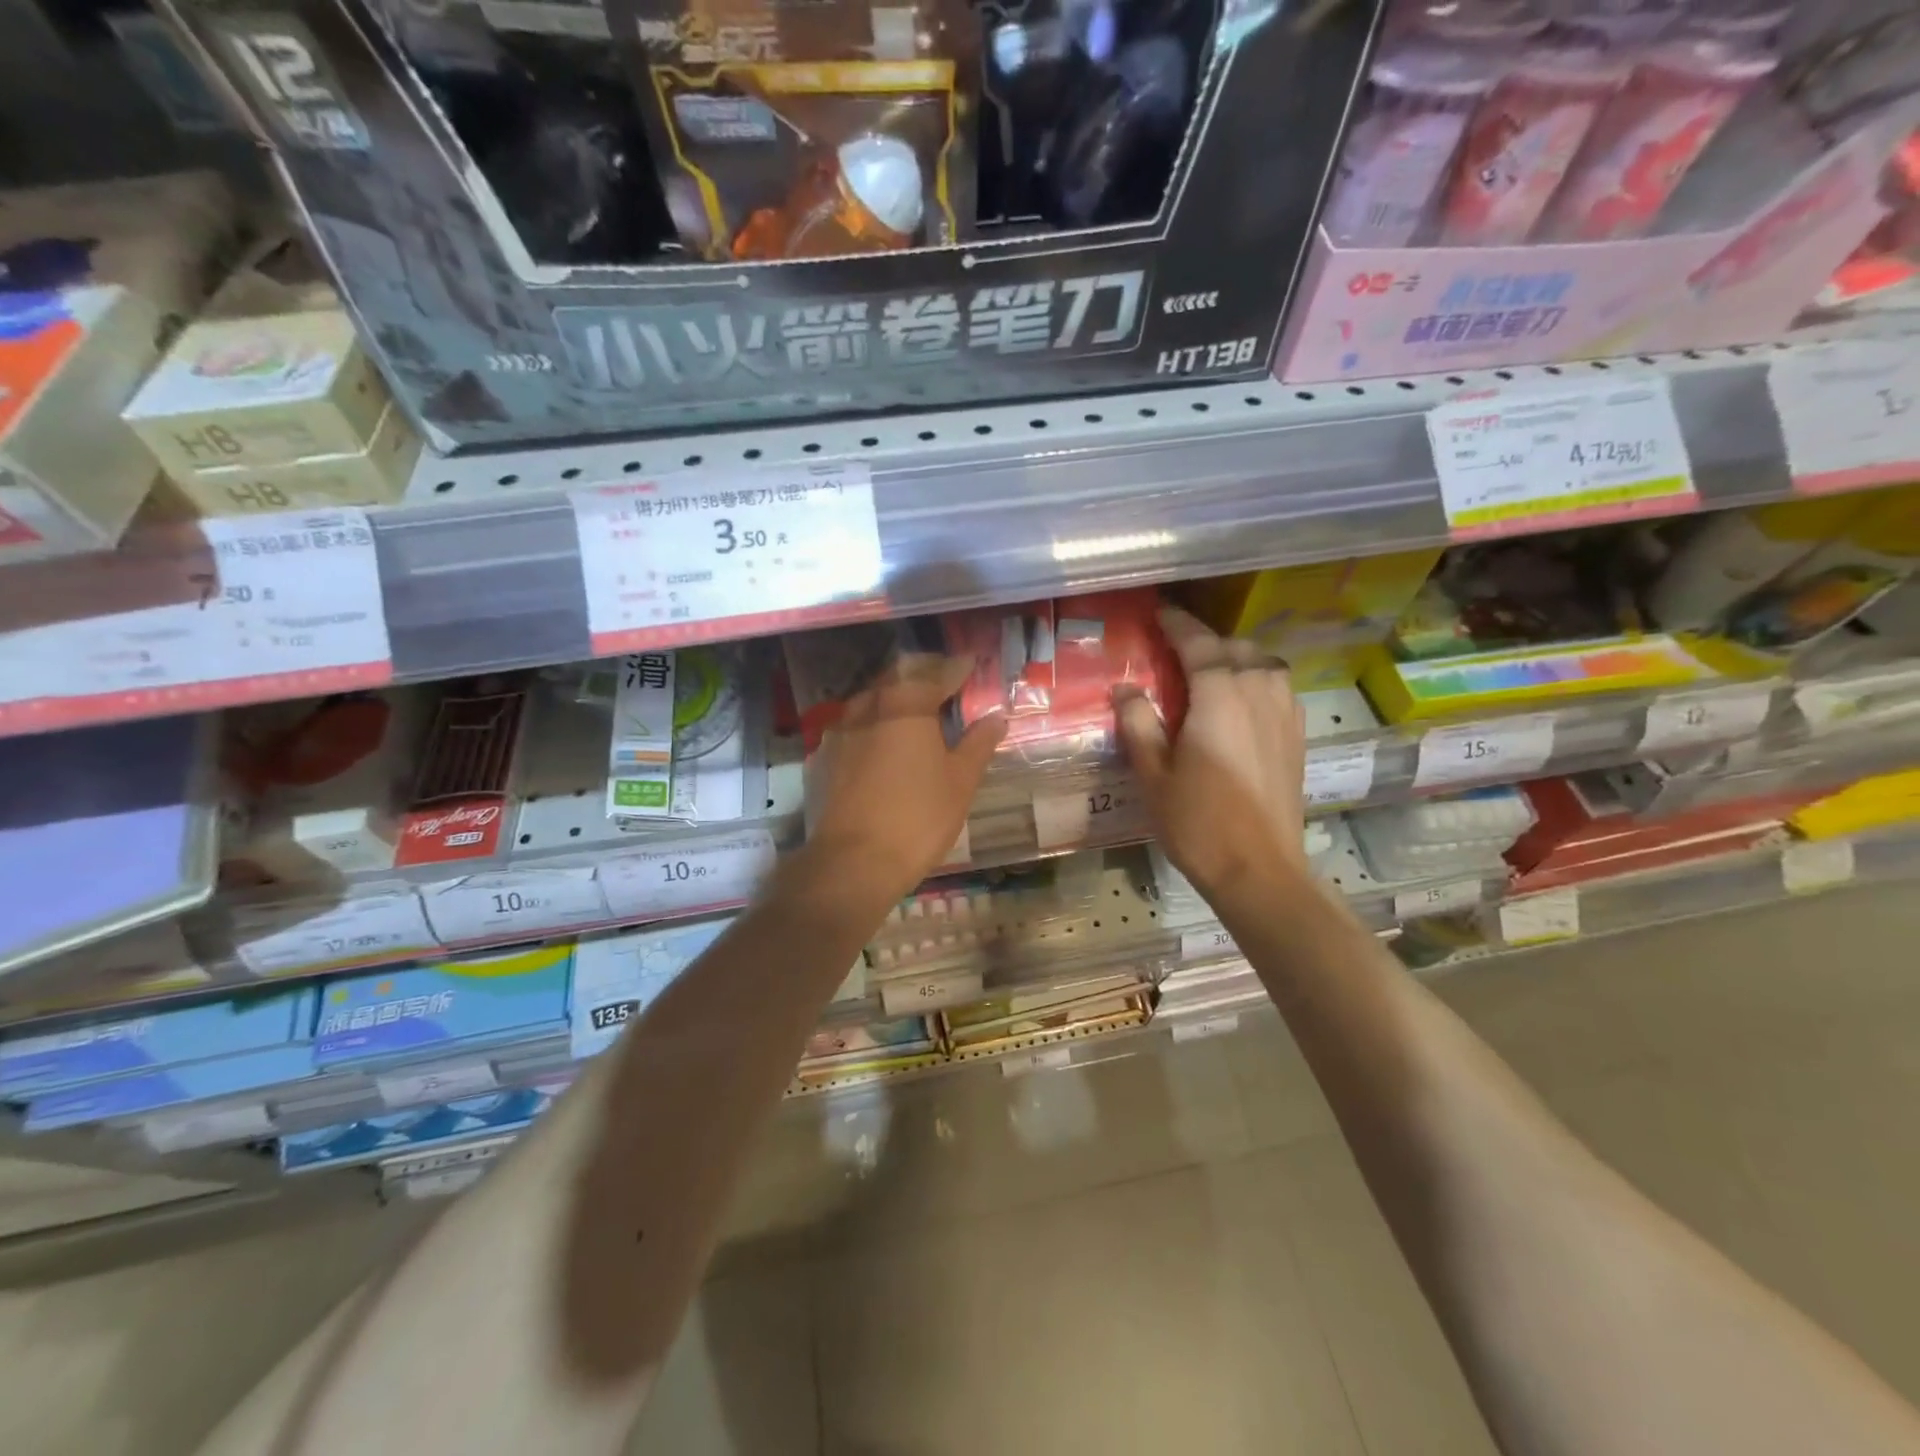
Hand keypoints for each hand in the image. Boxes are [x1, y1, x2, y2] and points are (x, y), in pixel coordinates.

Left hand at [804, 654, 1006, 906]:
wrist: (853, 861)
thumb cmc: (918, 817)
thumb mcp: (960, 781)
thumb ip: (978, 744)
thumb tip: (996, 717)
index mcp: (906, 704)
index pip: (936, 674)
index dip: (956, 668)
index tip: (971, 664)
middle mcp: (869, 706)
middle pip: (898, 678)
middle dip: (923, 676)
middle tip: (944, 682)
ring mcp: (840, 731)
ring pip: (871, 700)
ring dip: (894, 697)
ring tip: (914, 709)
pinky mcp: (824, 757)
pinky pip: (853, 726)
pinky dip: (872, 723)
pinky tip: (881, 740)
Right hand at [1116, 607, 1308, 901]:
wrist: (1260, 869)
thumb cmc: (1197, 822)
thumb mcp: (1152, 774)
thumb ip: (1138, 723)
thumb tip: (1126, 688)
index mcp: (1219, 695)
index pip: (1198, 643)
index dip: (1177, 624)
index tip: (1159, 612)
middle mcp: (1258, 691)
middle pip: (1234, 647)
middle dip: (1205, 641)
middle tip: (1175, 650)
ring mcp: (1285, 712)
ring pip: (1263, 663)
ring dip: (1235, 657)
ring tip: (1209, 671)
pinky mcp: (1297, 734)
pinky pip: (1277, 687)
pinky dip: (1256, 679)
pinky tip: (1241, 700)